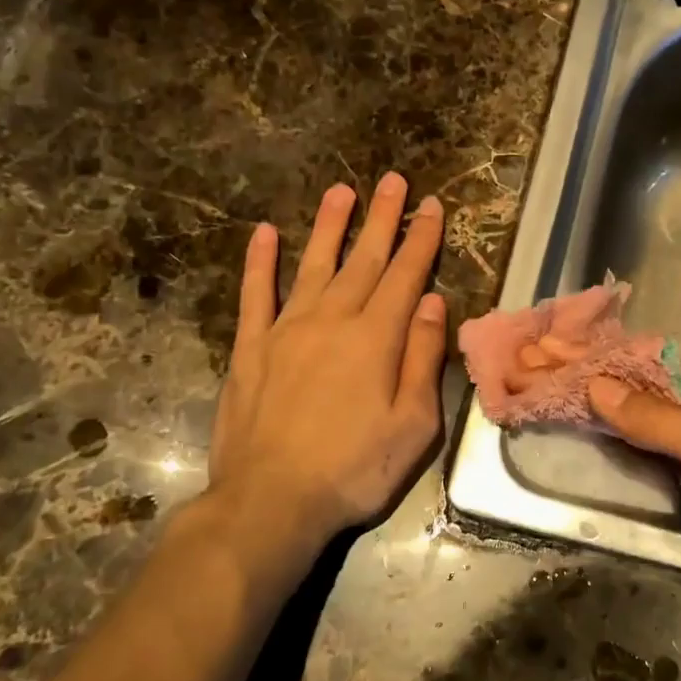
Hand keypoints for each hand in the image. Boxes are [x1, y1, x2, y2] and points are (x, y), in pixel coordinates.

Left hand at [209, 172, 445, 555]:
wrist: (271, 500)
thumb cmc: (354, 470)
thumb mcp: (414, 425)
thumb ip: (423, 360)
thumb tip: (430, 304)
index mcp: (376, 339)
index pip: (405, 276)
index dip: (420, 239)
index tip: (430, 207)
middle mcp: (332, 321)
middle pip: (363, 260)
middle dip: (382, 218)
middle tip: (393, 180)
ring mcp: (286, 330)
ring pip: (314, 265)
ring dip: (329, 227)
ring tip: (341, 191)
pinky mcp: (250, 348)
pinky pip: (255, 295)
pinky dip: (260, 263)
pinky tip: (264, 234)